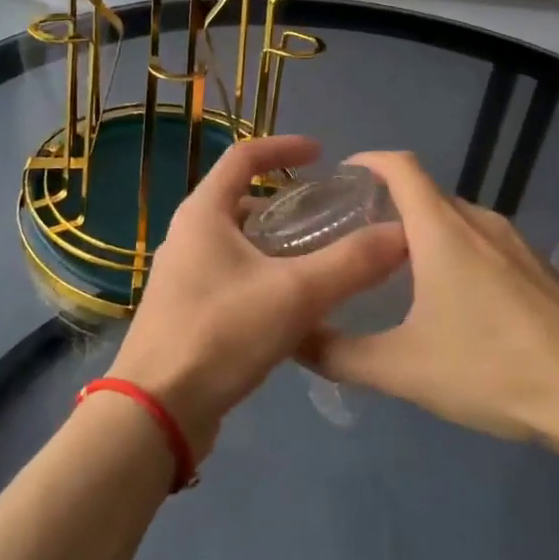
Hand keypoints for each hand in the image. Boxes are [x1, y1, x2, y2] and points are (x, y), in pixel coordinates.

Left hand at [107, 135, 405, 460]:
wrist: (156, 411)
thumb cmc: (220, 334)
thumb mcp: (295, 294)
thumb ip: (351, 262)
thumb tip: (402, 234)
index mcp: (203, 214)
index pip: (243, 157)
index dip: (284, 147)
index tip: (322, 154)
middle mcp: (187, 236)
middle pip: (239, 200)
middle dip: (284, 201)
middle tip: (327, 213)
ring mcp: (183, 275)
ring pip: (236, 241)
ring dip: (274, 241)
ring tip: (318, 256)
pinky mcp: (186, 310)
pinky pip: (231, 275)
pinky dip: (263, 273)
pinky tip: (292, 304)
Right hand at [303, 151, 558, 444]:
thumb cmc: (491, 369)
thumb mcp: (403, 369)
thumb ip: (341, 355)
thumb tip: (294, 339)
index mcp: (444, 231)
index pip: (402, 168)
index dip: (370, 161)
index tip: (344, 176)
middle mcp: (481, 223)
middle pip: (428, 195)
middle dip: (392, 208)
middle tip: (361, 243)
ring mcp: (519, 244)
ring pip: (460, 222)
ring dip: (428, 234)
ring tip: (404, 274)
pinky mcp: (542, 269)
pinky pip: (488, 244)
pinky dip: (461, 253)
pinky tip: (460, 303)